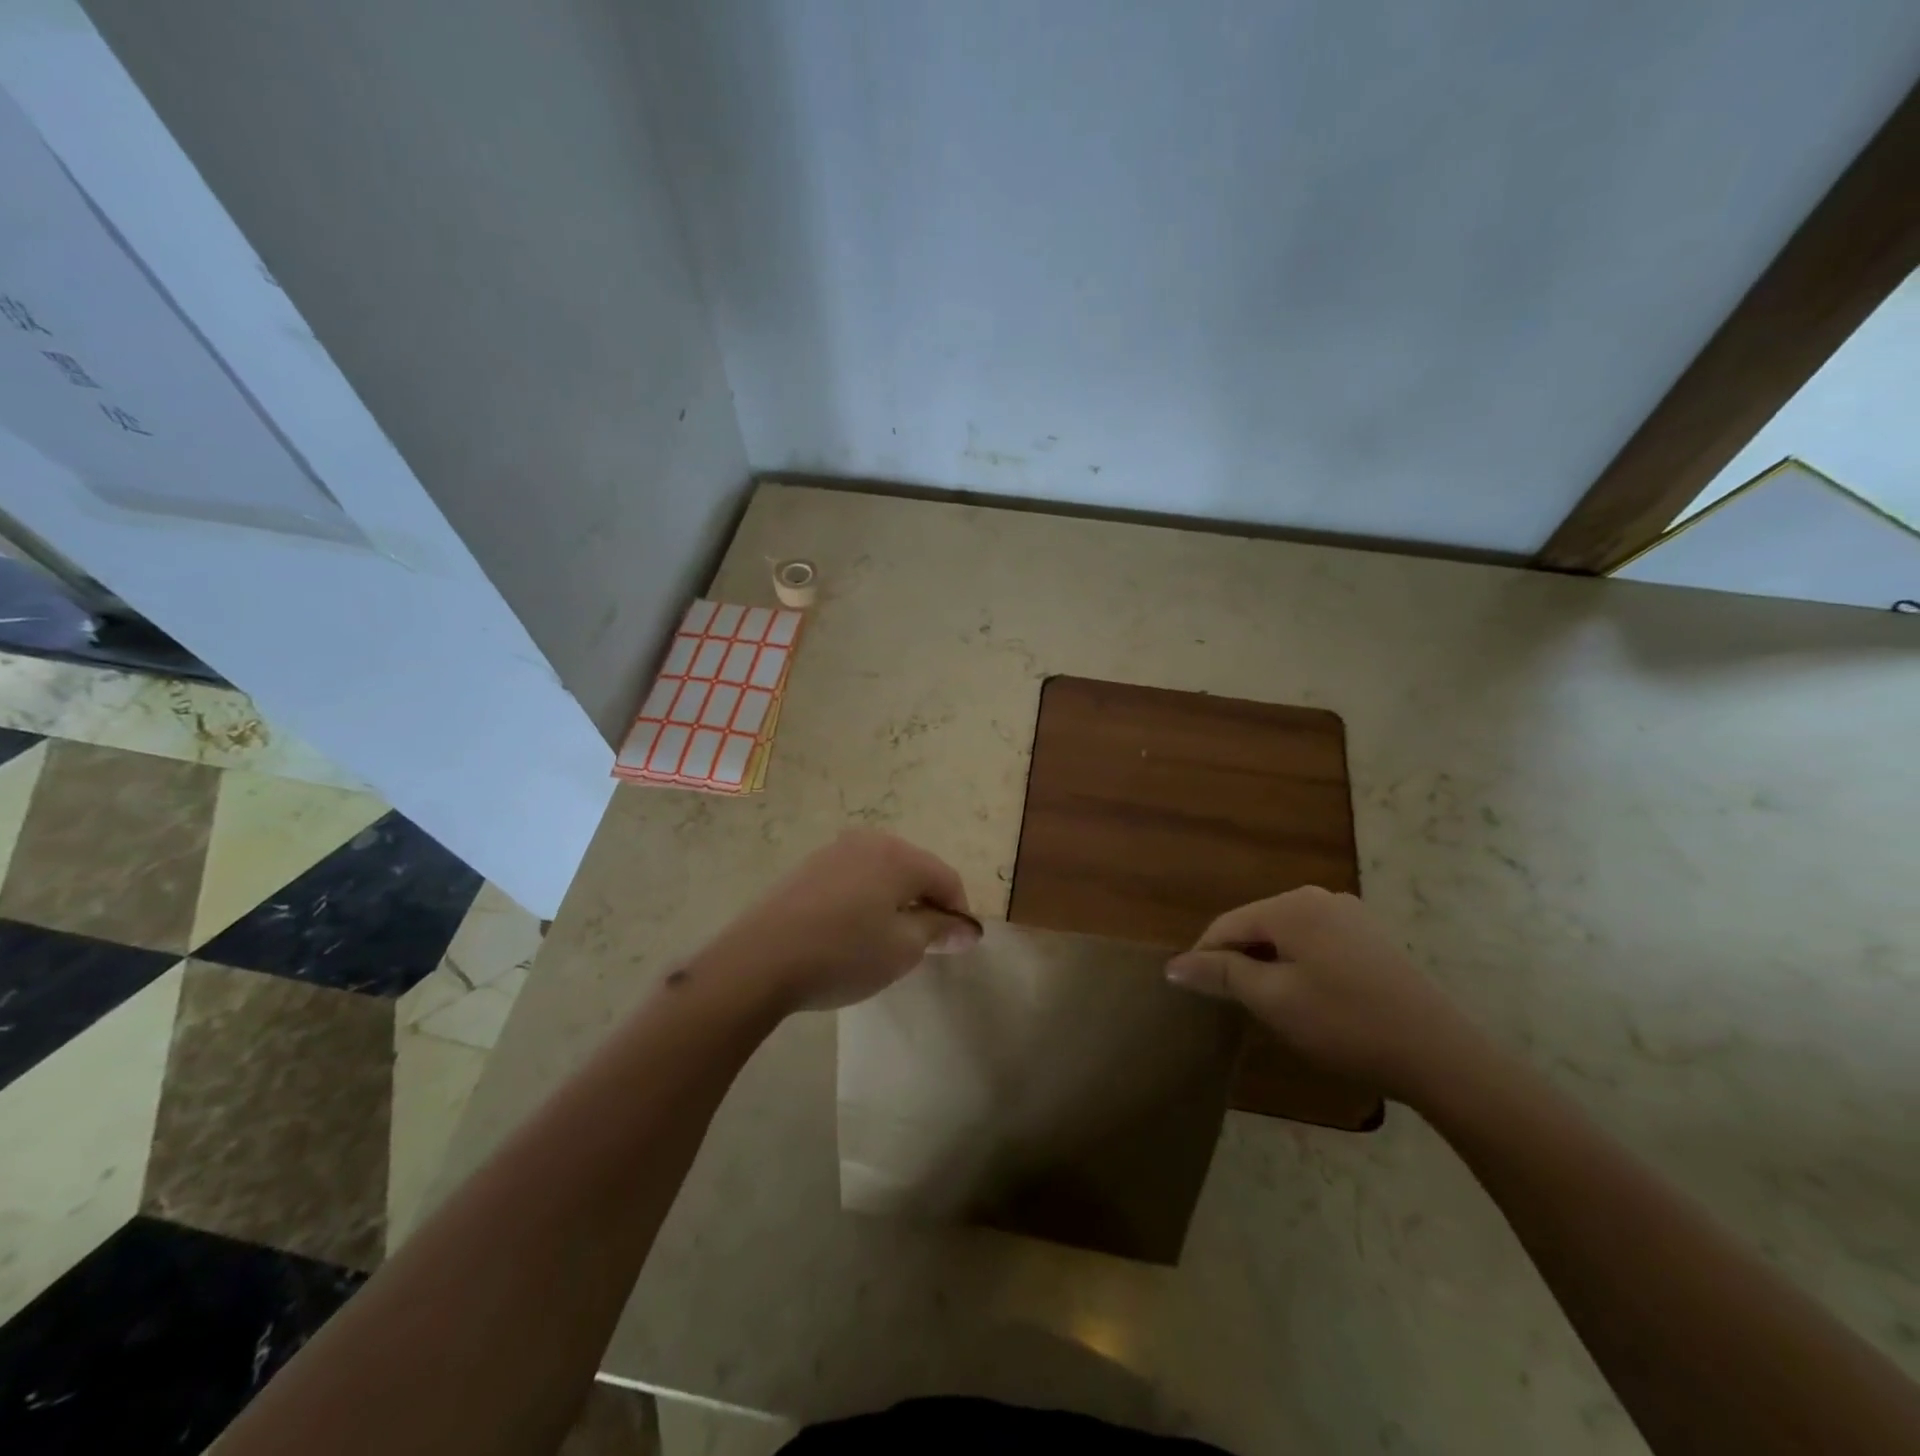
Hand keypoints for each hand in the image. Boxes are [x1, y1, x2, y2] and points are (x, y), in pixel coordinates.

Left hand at [697, 830, 978, 1012]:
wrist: (759, 961)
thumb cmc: (843, 954)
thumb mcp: (902, 949)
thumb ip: (938, 931)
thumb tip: (966, 928)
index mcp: (899, 856)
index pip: (946, 878)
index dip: (958, 912)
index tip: (956, 946)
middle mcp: (869, 841)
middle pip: (915, 870)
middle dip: (926, 904)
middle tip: (924, 945)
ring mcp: (834, 851)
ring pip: (883, 873)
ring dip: (895, 901)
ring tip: (887, 941)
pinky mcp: (808, 868)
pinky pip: (854, 878)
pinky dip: (866, 899)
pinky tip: (852, 931)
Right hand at [1166, 887, 1480, 1102]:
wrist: (1440, 1054)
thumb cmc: (1345, 1023)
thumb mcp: (1272, 999)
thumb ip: (1220, 974)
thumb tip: (1173, 965)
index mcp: (1291, 906)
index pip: (1227, 924)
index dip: (1203, 957)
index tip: (1193, 994)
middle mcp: (1320, 898)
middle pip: (1257, 925)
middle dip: (1237, 960)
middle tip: (1232, 1005)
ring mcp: (1351, 916)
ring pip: (1286, 935)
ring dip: (1267, 965)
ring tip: (1266, 1005)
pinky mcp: (1372, 938)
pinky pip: (1316, 943)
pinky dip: (1298, 965)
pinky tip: (1307, 999)